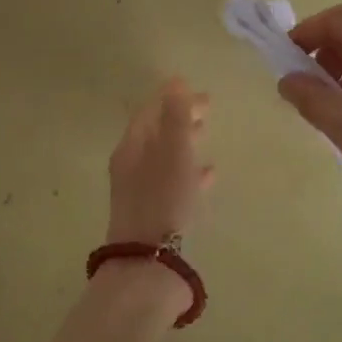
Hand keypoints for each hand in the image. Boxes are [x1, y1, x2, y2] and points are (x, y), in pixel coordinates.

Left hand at [106, 78, 214, 247]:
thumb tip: (175, 80)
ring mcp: (141, 189)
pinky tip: (209, 173)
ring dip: (185, 142)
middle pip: (157, 131)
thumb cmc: (163, 198)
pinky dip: (190, 171)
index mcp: (132, 145)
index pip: (150, 110)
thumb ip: (176, 115)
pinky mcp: (154, 212)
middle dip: (180, 117)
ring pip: (165, 156)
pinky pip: (173, 181)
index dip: (174, 97)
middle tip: (208, 109)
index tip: (200, 92)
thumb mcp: (174, 151)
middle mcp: (132, 164)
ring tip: (207, 133)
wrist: (149, 261)